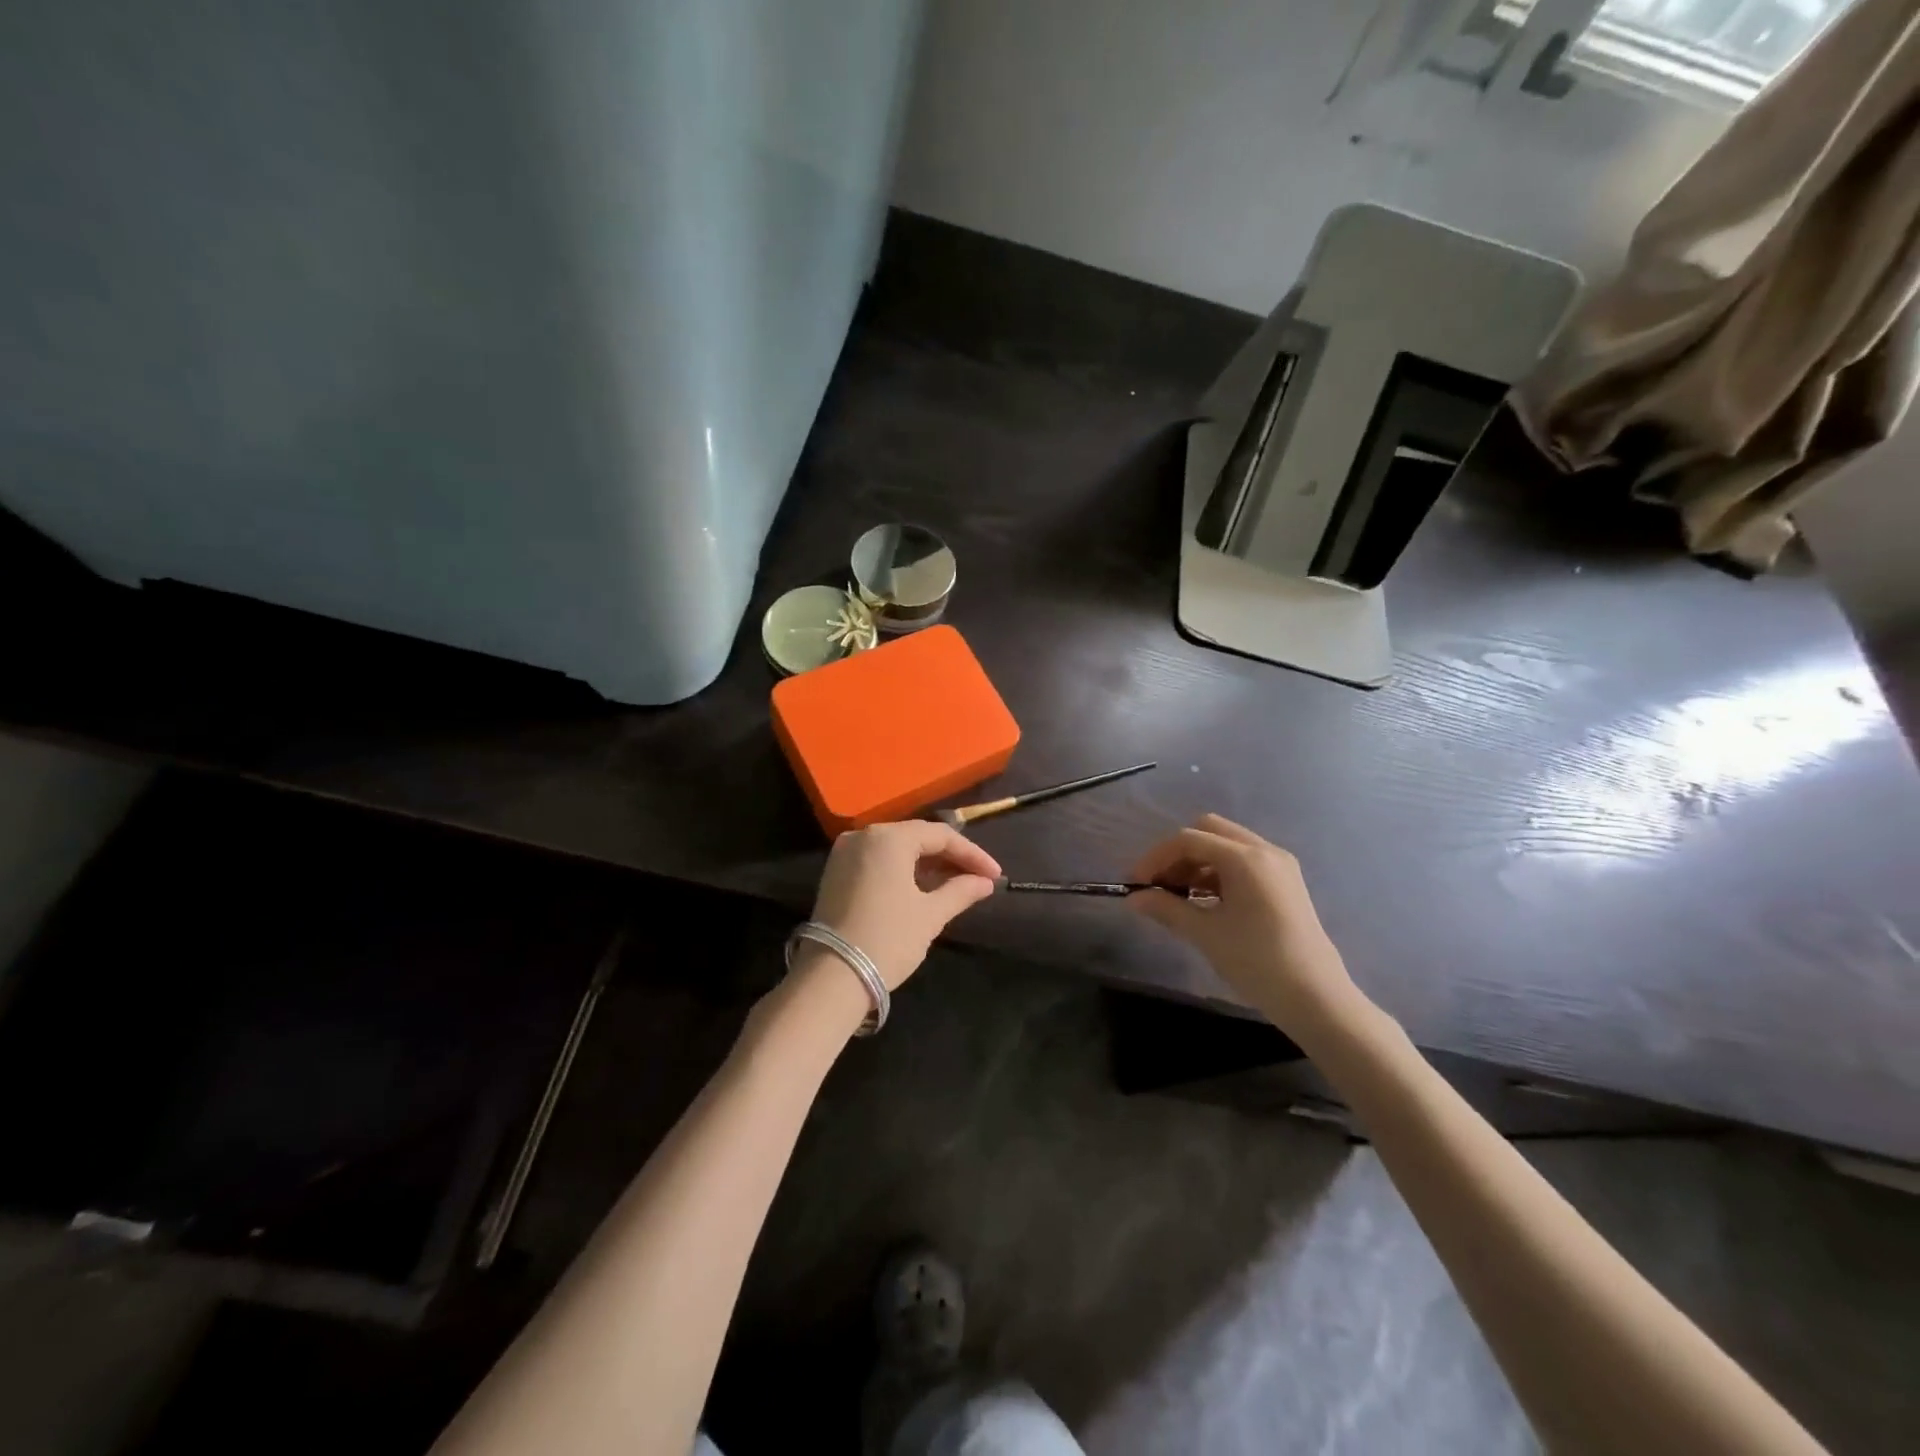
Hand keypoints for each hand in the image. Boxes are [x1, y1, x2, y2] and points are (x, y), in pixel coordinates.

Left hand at [809, 820, 1001, 989]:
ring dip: (927, 864)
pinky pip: (878, 861)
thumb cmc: (888, 940)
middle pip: (917, 838)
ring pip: (896, 849)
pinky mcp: (836, 872)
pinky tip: (925, 887)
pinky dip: (903, 871)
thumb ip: (960, 891)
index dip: (972, 854)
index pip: (940, 835)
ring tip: (957, 884)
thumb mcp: (930, 915)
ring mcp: (845, 853)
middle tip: (979, 878)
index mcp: (889, 838)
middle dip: (950, 857)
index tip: (995, 875)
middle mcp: (864, 835)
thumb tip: (985, 882)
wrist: (832, 978)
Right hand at [1128, 814, 1364, 1041]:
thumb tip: (1133, 898)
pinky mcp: (1285, 883)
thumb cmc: (1257, 962)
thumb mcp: (1205, 934)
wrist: (1316, 998)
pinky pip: (1243, 863)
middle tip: (1159, 885)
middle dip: (1178, 853)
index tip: (1136, 883)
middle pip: (1209, 831)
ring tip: (1178, 897)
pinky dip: (1218, 873)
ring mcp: (1279, 866)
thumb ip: (1166, 908)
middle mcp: (1264, 851)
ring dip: (1197, 863)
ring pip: (1226, 846)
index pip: (1189, 839)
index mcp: (1245, 858)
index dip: (1156, 857)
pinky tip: (1204, 902)